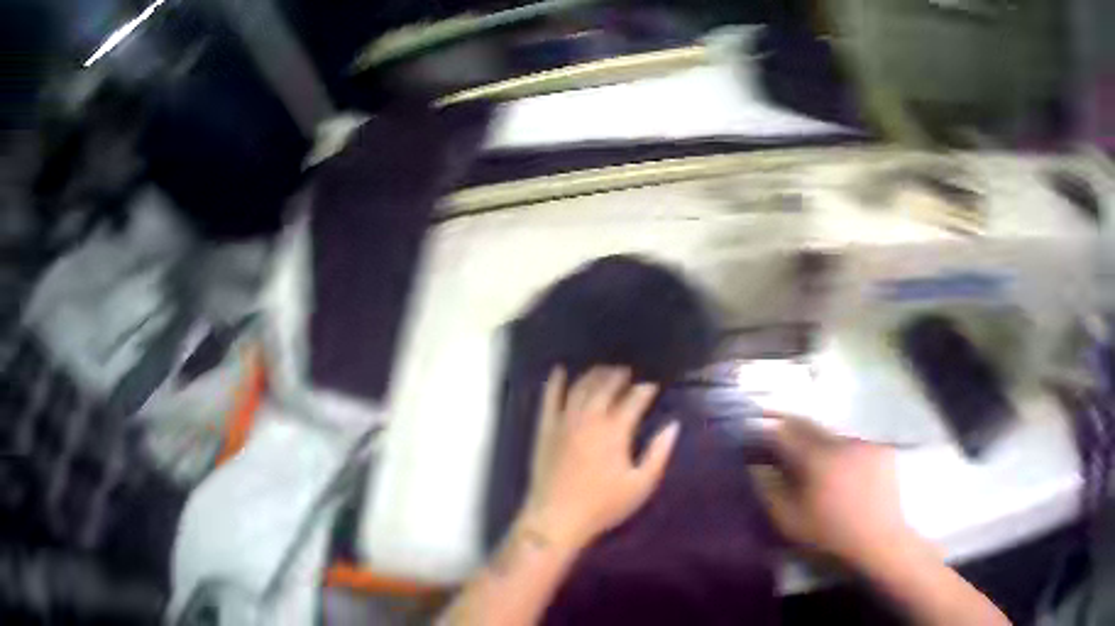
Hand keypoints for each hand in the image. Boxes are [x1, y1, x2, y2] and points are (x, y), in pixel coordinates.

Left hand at [521, 367, 679, 549]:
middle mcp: (590, 417)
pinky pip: (549, 398)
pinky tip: (559, 370)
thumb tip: (673, 425)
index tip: (652, 386)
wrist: (556, 518)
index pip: (634, 399)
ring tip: (603, 370)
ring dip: (594, 375)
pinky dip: (554, 382)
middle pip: (606, 386)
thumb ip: (659, 453)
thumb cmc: (603, 505)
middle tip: (628, 373)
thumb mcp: (641, 485)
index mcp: (615, 430)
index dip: (645, 390)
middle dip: (619, 376)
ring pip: (580, 387)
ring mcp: (564, 420)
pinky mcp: (545, 428)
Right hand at [753, 416, 916, 569]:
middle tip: (782, 443)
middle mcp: (841, 442)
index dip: (768, 430)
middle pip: (811, 426)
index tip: (757, 434)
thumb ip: (769, 491)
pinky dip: (844, 453)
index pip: (786, 431)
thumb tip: (757, 467)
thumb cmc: (830, 535)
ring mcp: (864, 444)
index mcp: (817, 458)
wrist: (879, 541)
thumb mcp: (790, 522)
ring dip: (821, 444)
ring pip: (834, 436)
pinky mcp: (882, 450)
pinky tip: (845, 472)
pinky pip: (855, 445)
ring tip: (817, 463)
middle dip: (793, 431)